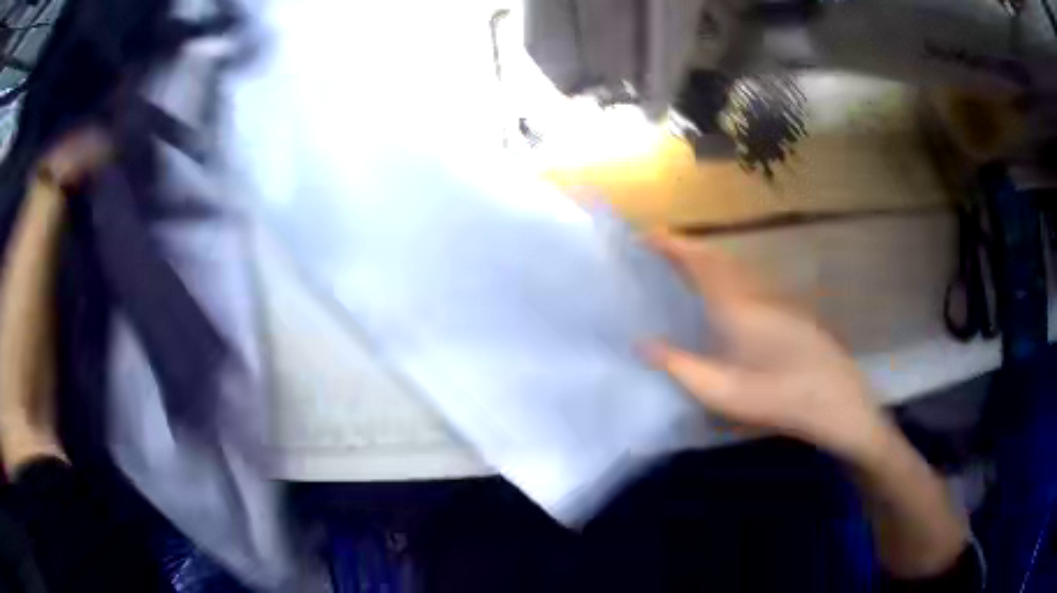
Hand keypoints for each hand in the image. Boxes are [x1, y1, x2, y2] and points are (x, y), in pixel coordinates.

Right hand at [645, 230, 886, 461]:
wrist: (836, 400)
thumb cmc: (778, 398)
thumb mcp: (723, 393)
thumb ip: (680, 366)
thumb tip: (641, 342)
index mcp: (735, 308)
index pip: (699, 263)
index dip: (672, 245)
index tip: (646, 236)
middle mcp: (755, 294)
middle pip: (718, 258)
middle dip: (687, 246)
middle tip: (661, 247)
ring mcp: (776, 300)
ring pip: (736, 266)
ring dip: (708, 257)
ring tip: (686, 262)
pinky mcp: (788, 312)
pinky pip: (749, 279)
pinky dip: (727, 272)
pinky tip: (727, 289)